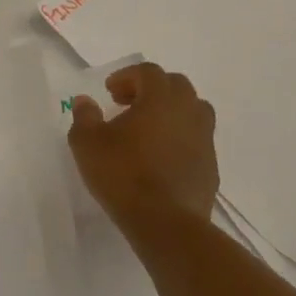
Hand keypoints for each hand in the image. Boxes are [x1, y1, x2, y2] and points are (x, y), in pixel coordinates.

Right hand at [68, 63, 218, 247]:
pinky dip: (180, 138)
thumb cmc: (122, 174)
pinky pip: (197, 140)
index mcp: (160, 99)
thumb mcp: (87, 143)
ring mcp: (205, 140)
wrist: (165, 224)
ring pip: (193, 111)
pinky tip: (161, 158)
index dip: (127, 76)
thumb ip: (84, 116)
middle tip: (127, 105)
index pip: (148, 72)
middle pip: (176, 85)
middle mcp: (188, 112)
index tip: (109, 92)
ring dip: (170, 112)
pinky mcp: (211, 167)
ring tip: (148, 129)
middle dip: (151, 89)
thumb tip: (85, 101)